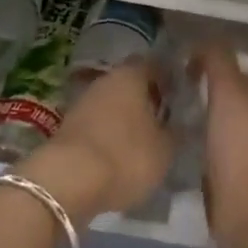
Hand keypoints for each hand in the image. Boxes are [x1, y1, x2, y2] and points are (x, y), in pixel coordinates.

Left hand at [25, 59, 172, 221]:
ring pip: (112, 103)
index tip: (181, 95)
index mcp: (132, 75)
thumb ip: (176, 132)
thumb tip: (180, 123)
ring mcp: (82, 102)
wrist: (67, 182)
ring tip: (142, 141)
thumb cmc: (125, 156)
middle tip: (163, 120)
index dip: (169, 78)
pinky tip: (118, 154)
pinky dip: (108, 134)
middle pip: (130, 83)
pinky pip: (96, 124)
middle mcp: (106, 80)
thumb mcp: (164, 150)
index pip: (155, 65)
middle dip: (145, 98)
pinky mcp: (67, 127)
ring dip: (125, 118)